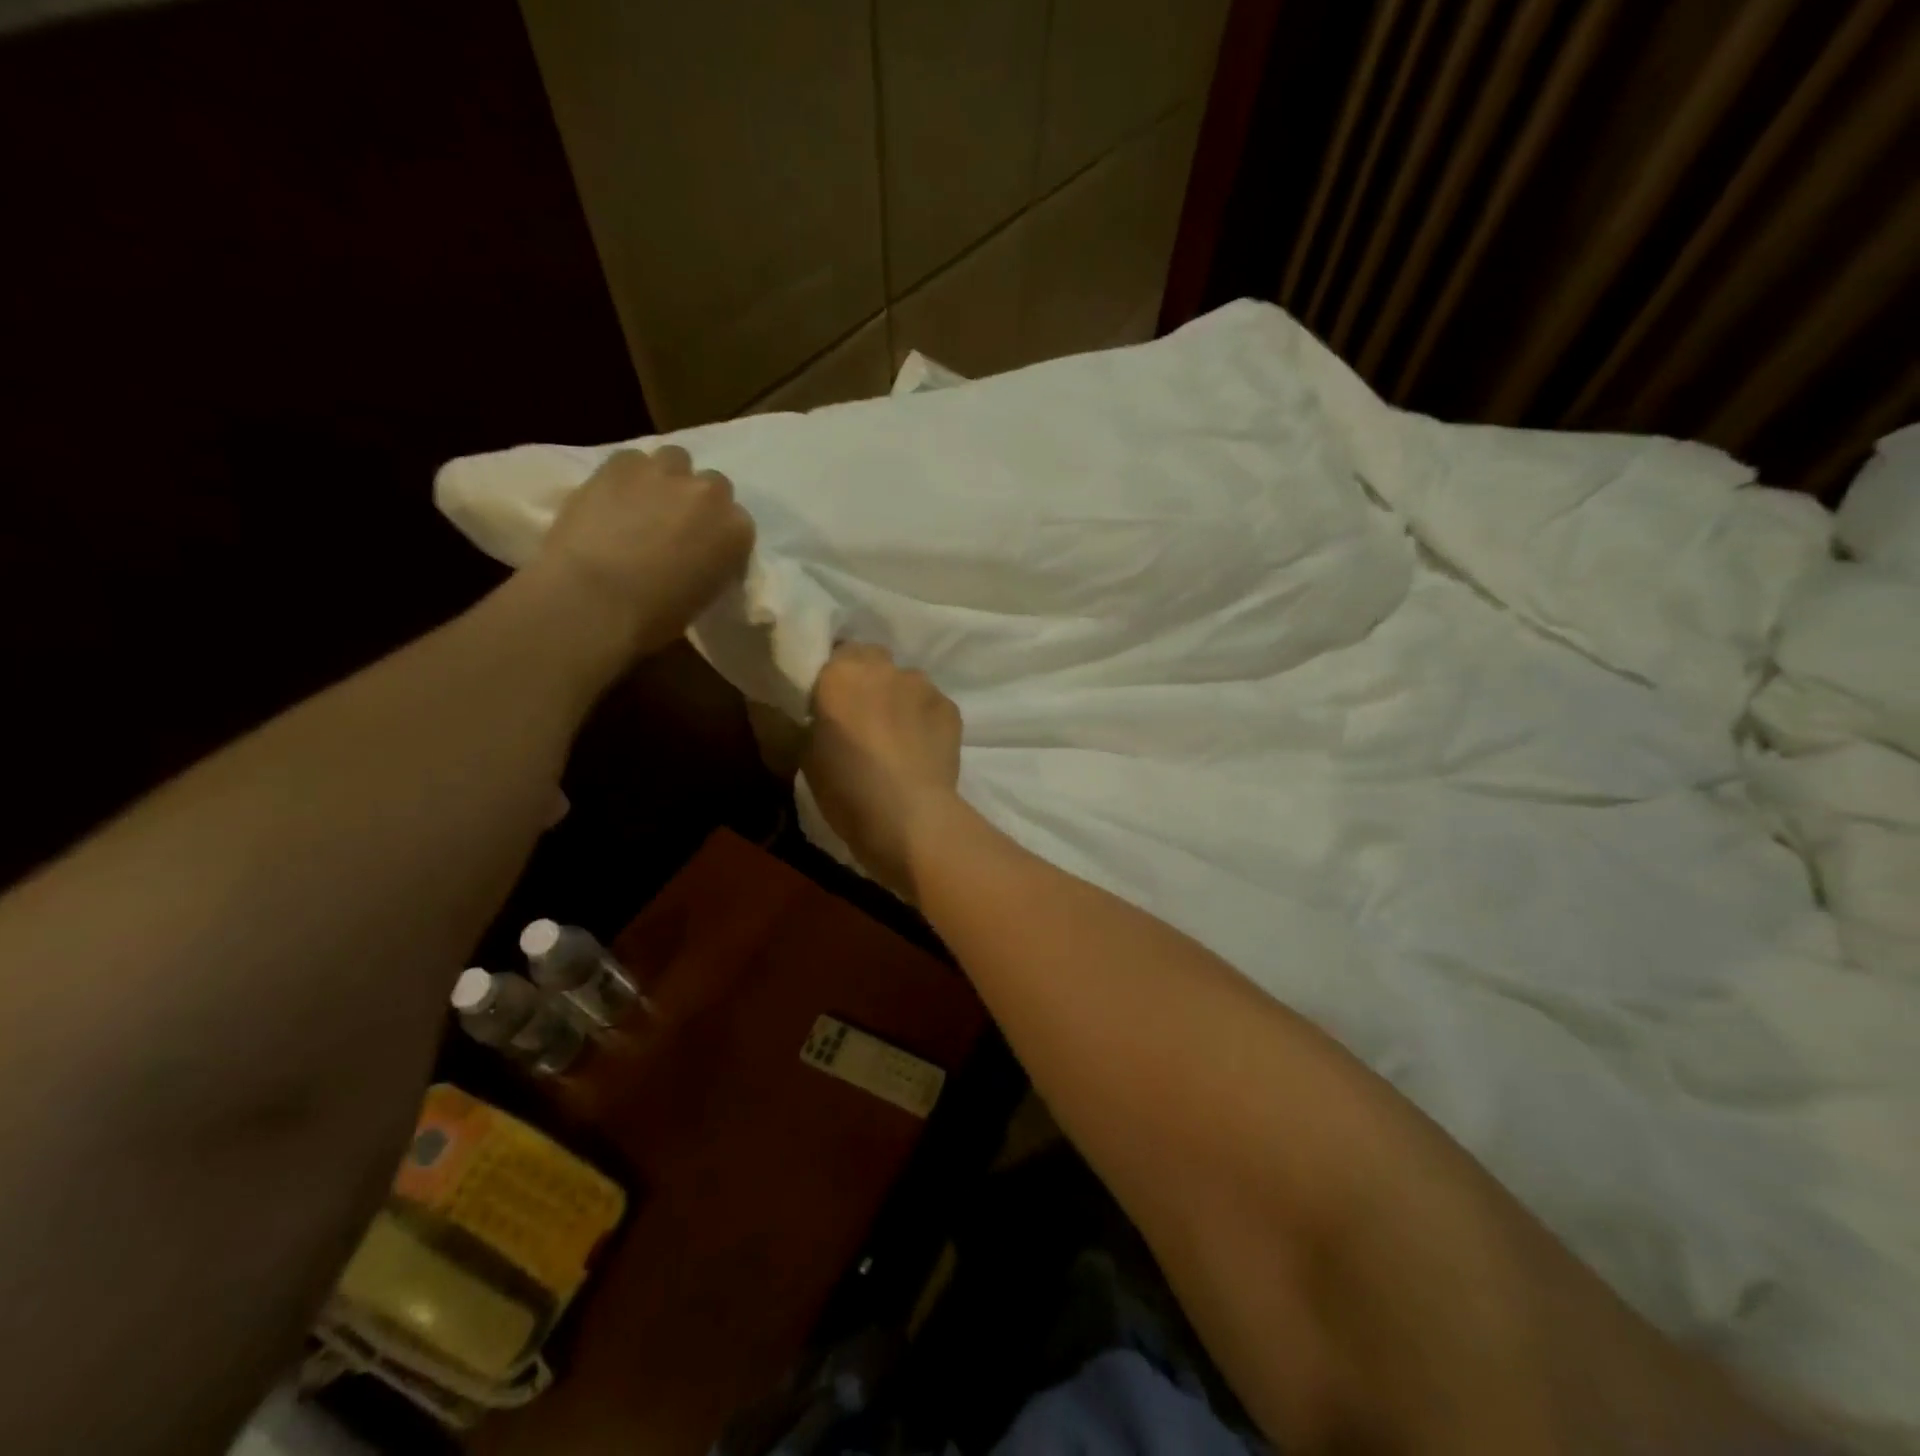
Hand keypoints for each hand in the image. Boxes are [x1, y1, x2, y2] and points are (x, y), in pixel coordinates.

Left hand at [528, 445, 754, 658]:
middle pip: (712, 485)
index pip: (737, 523)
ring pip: (675, 460)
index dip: (717, 534)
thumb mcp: (703, 596)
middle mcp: (709, 494)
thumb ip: (709, 564)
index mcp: (737, 531)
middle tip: (674, 526)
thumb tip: (694, 557)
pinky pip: (632, 459)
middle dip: (697, 501)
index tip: (703, 550)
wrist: (595, 600)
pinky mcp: (621, 463)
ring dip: (666, 479)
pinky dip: (627, 476)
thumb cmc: (655, 616)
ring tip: (644, 504)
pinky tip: (613, 499)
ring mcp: (665, 473)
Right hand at [804, 644, 961, 900]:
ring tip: (895, 735)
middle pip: (872, 659)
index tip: (827, 702)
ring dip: (897, 697)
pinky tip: (920, 748)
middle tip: (860, 715)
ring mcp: (923, 686)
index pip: (833, 653)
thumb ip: (805, 722)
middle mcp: (884, 668)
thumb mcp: (804, 756)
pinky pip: (930, 704)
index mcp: (840, 673)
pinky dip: (923, 718)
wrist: (909, 817)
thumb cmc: (847, 788)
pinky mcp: (951, 708)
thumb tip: (809, 714)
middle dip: (866, 680)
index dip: (831, 677)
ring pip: (905, 680)